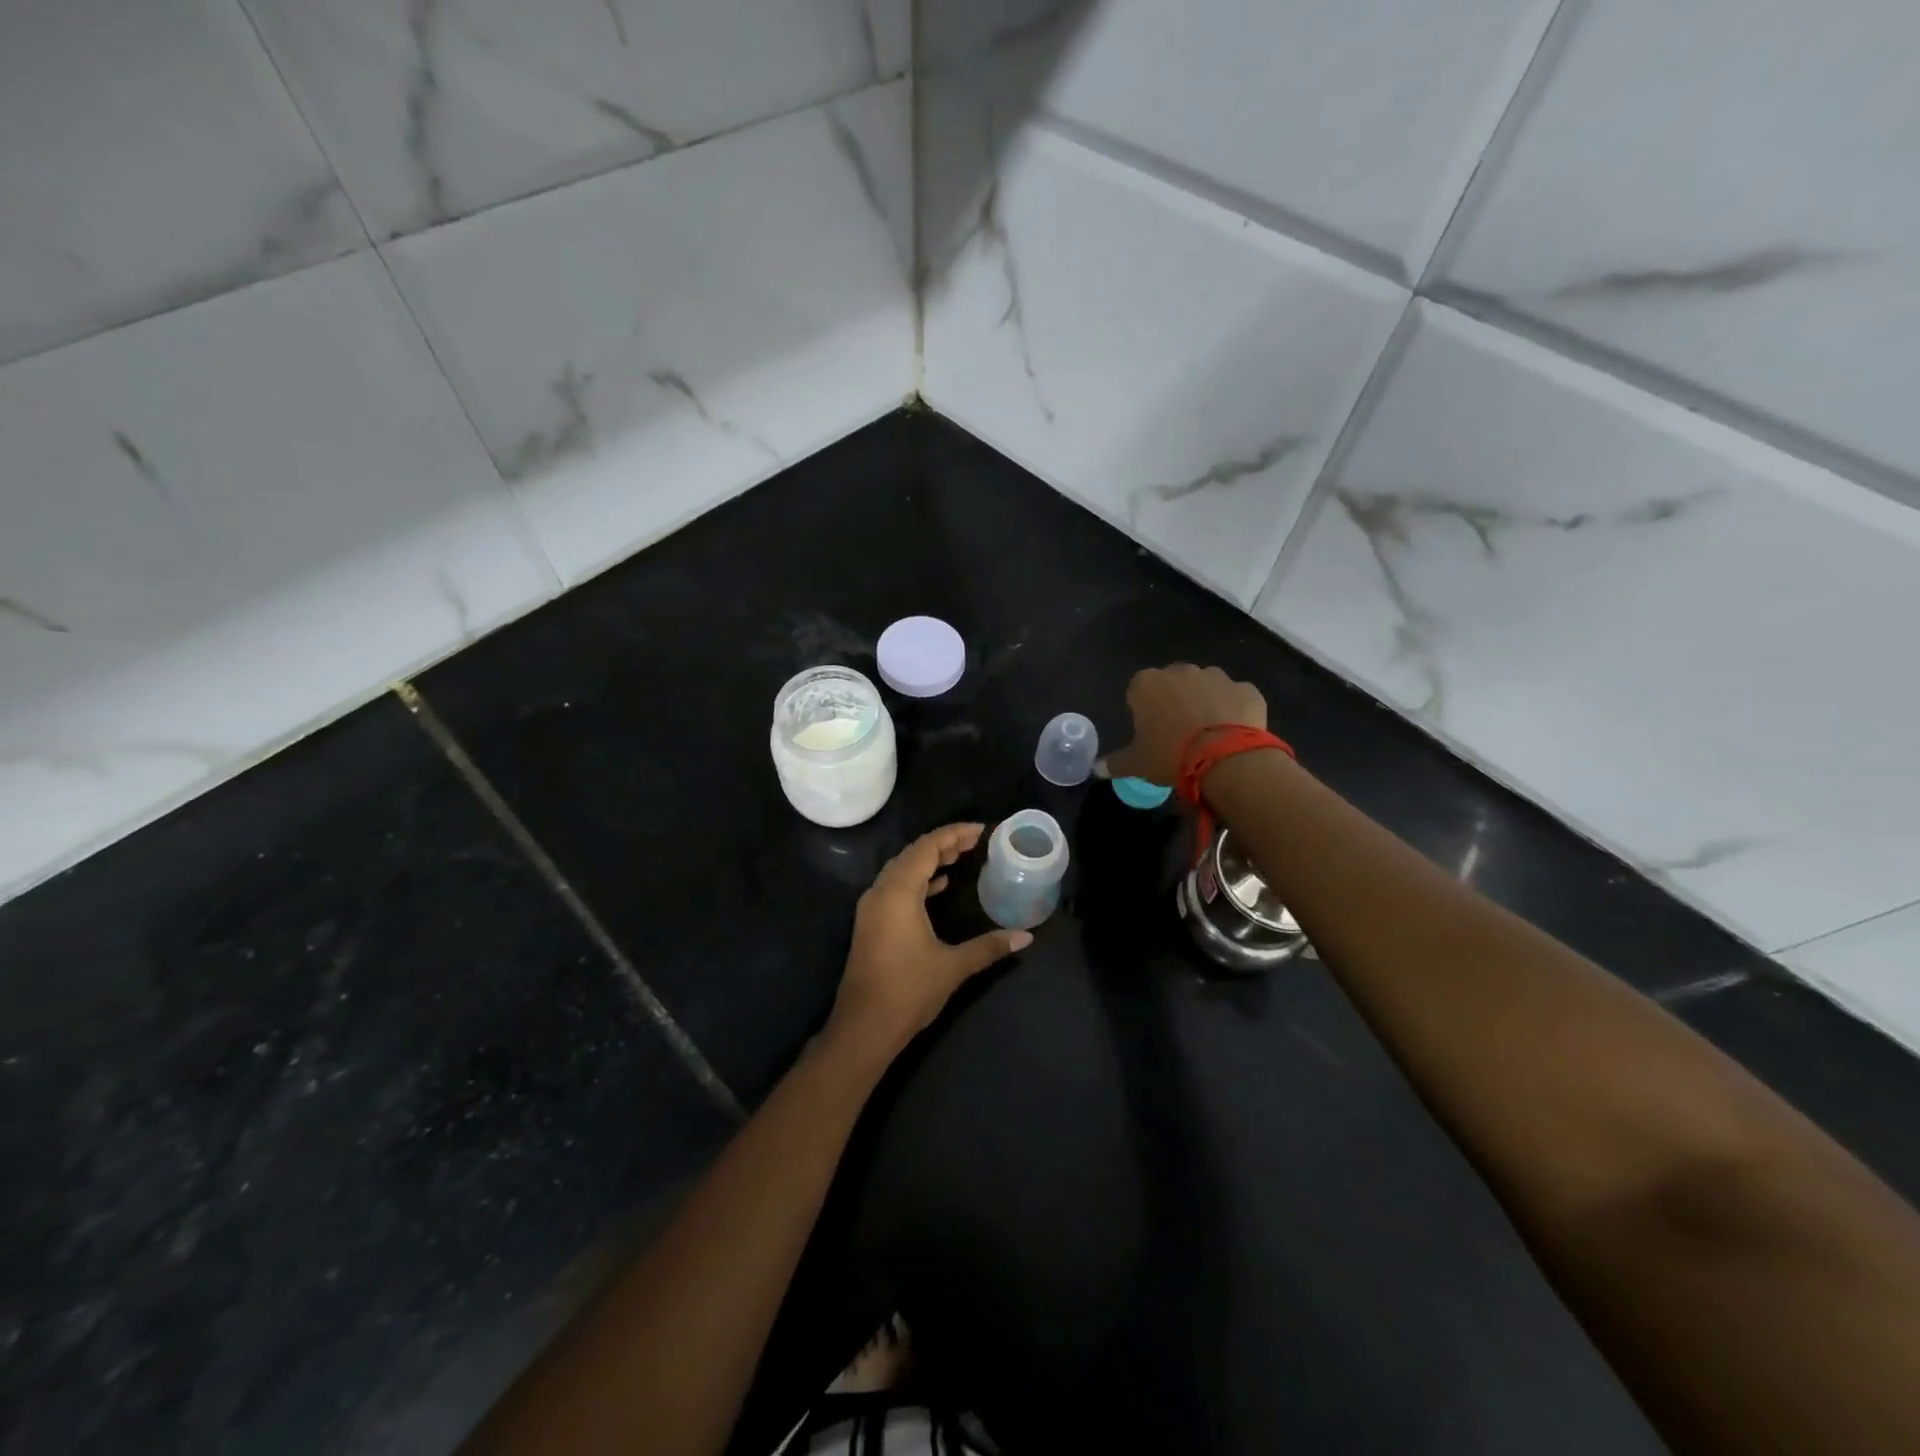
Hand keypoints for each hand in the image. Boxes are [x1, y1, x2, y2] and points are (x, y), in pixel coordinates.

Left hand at [825, 824, 1031, 1066]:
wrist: (863, 1028)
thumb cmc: (908, 991)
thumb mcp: (953, 967)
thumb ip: (989, 946)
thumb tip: (1026, 937)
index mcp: (898, 892)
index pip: (927, 848)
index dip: (954, 835)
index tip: (981, 830)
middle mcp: (881, 892)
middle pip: (913, 854)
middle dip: (944, 844)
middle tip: (975, 842)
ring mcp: (872, 908)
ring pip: (902, 870)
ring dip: (930, 860)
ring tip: (961, 857)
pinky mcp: (871, 923)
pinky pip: (896, 887)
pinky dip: (918, 880)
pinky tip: (939, 886)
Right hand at [1097, 663, 1267, 787]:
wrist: (1226, 759)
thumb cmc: (1170, 756)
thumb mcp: (1137, 764)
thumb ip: (1115, 763)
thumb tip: (1096, 769)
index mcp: (1147, 684)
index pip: (1137, 690)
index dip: (1143, 709)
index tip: (1149, 731)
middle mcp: (1180, 671)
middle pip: (1172, 683)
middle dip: (1174, 700)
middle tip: (1177, 732)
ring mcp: (1216, 677)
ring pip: (1206, 686)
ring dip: (1204, 702)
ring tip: (1207, 733)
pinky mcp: (1246, 688)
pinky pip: (1235, 697)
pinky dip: (1233, 709)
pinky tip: (1233, 732)